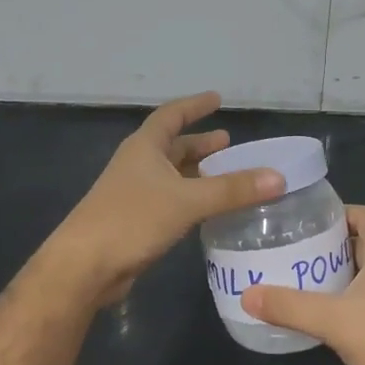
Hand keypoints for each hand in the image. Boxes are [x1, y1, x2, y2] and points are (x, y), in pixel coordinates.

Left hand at [54, 92, 282, 303]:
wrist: (85, 266)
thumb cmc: (132, 219)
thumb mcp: (187, 200)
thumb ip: (232, 189)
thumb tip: (278, 177)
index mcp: (144, 147)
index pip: (171, 115)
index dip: (194, 106)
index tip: (217, 99)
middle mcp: (138, 165)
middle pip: (173, 146)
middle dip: (200, 144)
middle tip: (229, 143)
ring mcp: (135, 194)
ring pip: (172, 176)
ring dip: (197, 174)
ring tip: (226, 175)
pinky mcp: (136, 221)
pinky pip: (171, 201)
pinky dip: (192, 199)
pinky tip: (209, 210)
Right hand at [242, 206, 364, 364]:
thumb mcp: (334, 321)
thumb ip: (290, 306)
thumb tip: (247, 294)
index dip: (338, 212)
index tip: (306, 222)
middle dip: (331, 245)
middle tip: (294, 252)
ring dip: (341, 273)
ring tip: (303, 280)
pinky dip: (352, 298)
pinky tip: (329, 316)